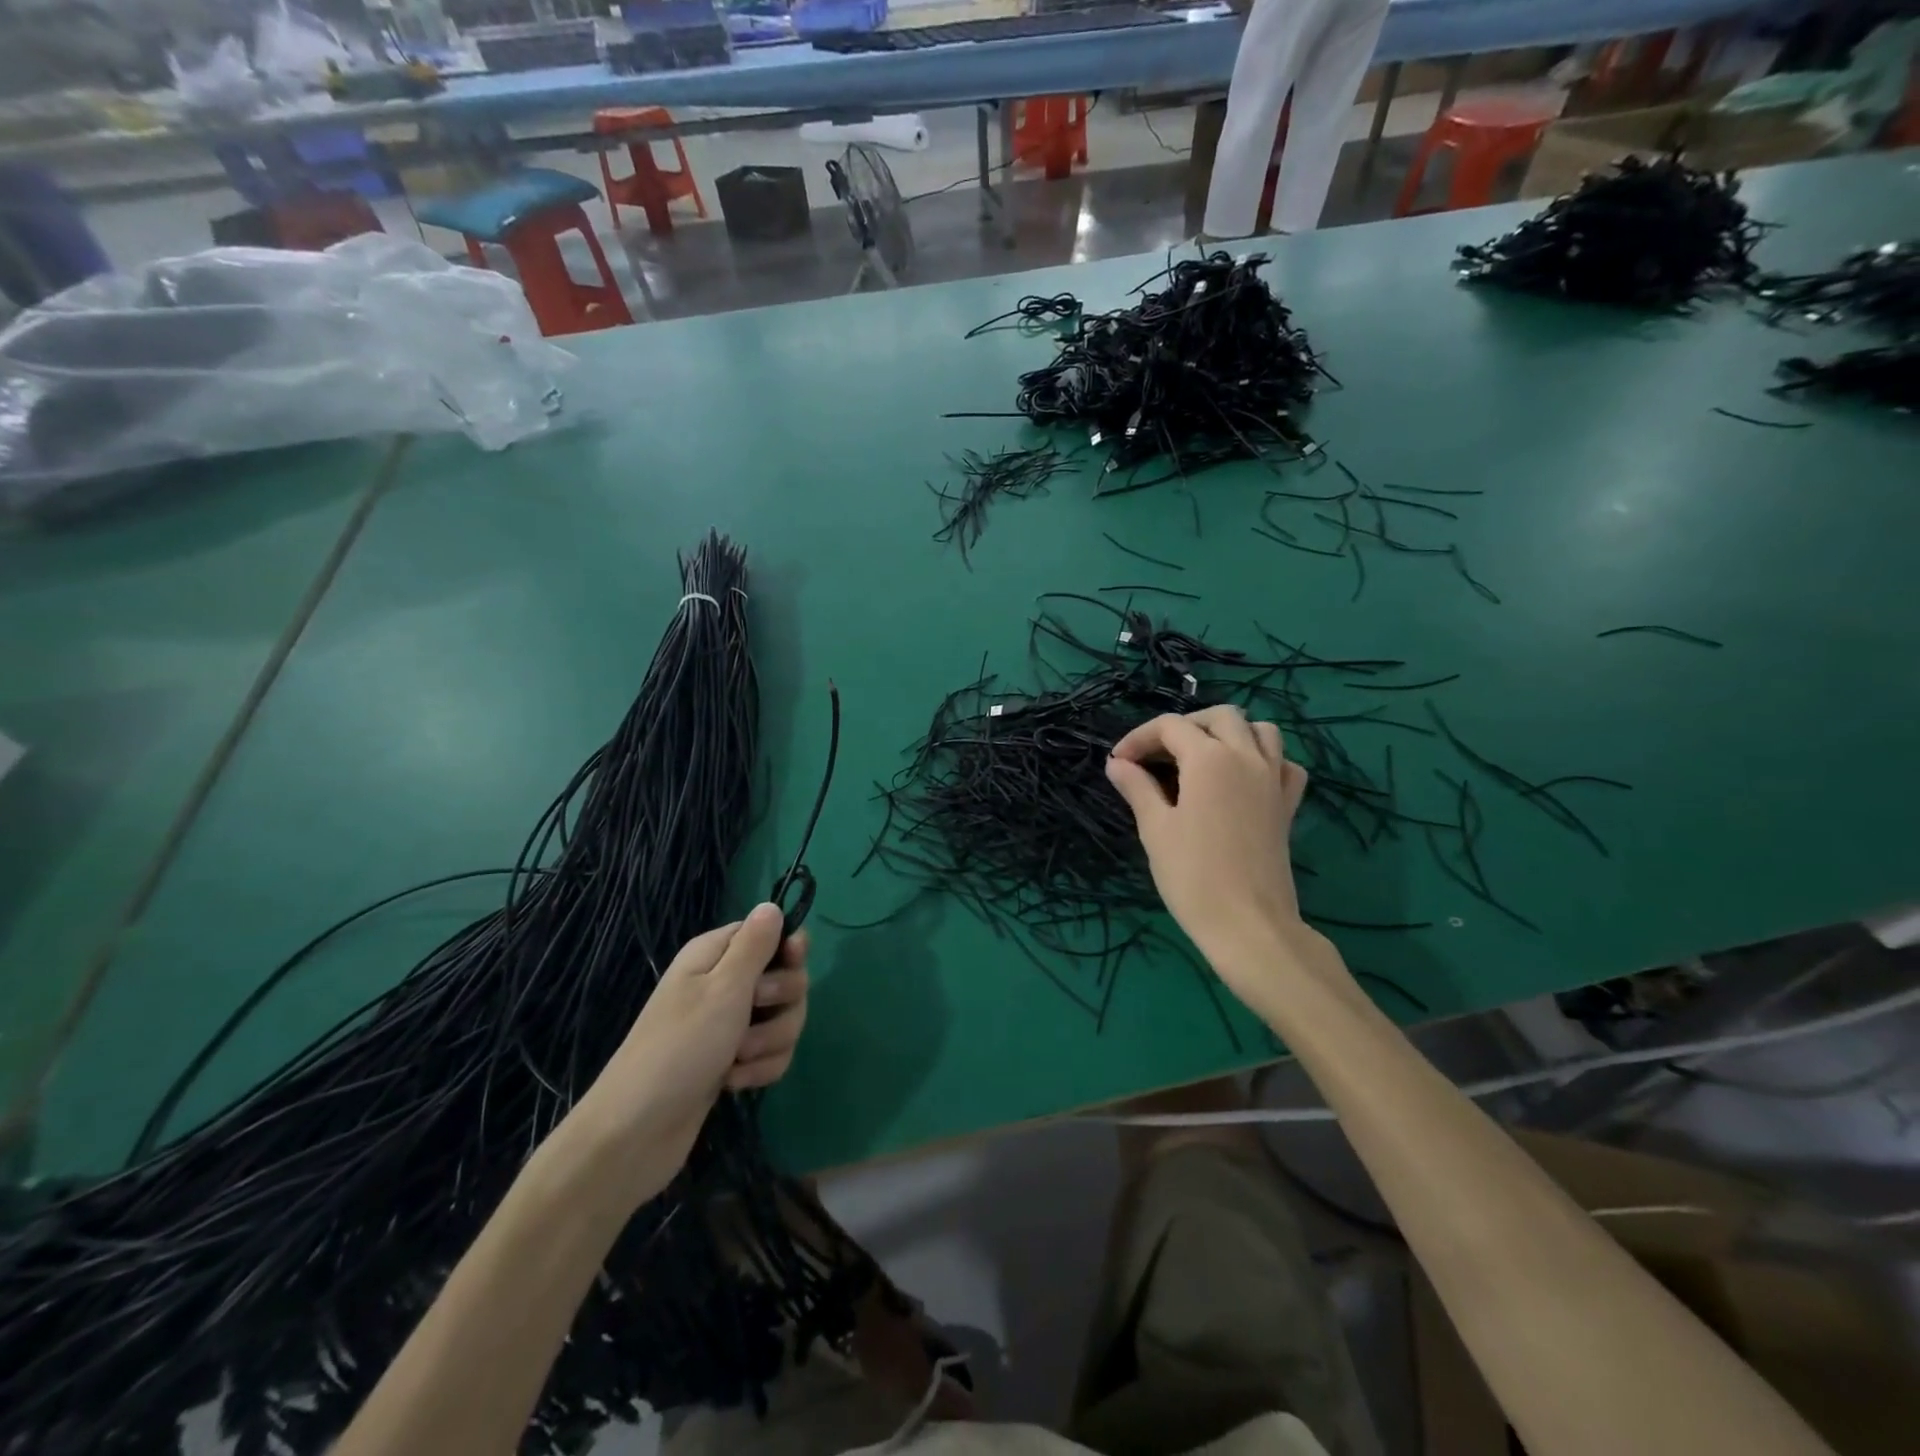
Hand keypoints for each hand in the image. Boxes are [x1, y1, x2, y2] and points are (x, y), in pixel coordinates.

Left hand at [566, 903, 807, 1207]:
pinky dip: (761, 1068)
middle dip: (782, 1003)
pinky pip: (771, 1053)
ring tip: (738, 1060)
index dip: (788, 949)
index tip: (793, 963)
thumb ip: (755, 946)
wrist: (636, 1132)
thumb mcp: (724, 989)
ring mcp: (728, 1025)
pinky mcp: (733, 1061)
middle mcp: (723, 984)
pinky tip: (735, 1083)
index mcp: (715, 955)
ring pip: (783, 1019)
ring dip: (770, 1042)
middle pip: (785, 978)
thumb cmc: (680, 1048)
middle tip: (754, 1015)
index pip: (768, 933)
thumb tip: (771, 905)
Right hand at [1105, 706, 1322, 1009]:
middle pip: (1219, 717)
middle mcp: (1247, 757)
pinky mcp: (1288, 804)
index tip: (1118, 763)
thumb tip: (1116, 763)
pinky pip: (1284, 763)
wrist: (1248, 925)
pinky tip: (1243, 778)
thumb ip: (1137, 787)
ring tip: (1200, 757)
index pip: (1170, 727)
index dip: (1139, 738)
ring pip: (1259, 730)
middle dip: (1184, 726)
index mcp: (1210, 759)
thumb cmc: (1193, 876)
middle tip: (1157, 755)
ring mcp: (1273, 779)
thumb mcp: (1156, 828)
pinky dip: (1264, 758)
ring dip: (1228, 733)